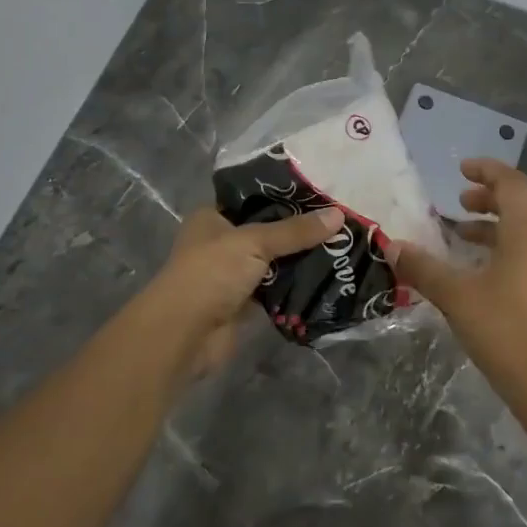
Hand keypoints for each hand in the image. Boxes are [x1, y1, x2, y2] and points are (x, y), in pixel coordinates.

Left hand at [147, 206, 342, 377]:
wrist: (184, 335)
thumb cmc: (211, 273)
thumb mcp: (254, 242)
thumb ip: (296, 230)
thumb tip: (339, 214)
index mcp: (213, 217)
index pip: (253, 198)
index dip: (284, 194)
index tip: (320, 192)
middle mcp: (221, 242)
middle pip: (267, 230)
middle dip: (299, 229)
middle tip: (339, 220)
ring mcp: (232, 274)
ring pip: (274, 261)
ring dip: (301, 259)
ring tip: (341, 246)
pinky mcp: (244, 303)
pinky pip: (276, 289)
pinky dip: (296, 286)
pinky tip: (328, 277)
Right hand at [393, 158, 526, 424]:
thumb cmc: (503, 329)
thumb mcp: (456, 296)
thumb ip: (423, 268)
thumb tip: (392, 245)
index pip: (511, 183)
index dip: (486, 170)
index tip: (460, 169)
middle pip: (519, 203)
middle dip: (487, 197)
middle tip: (457, 202)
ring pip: (524, 230)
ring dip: (493, 224)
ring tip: (460, 234)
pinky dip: (502, 247)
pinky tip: (477, 268)